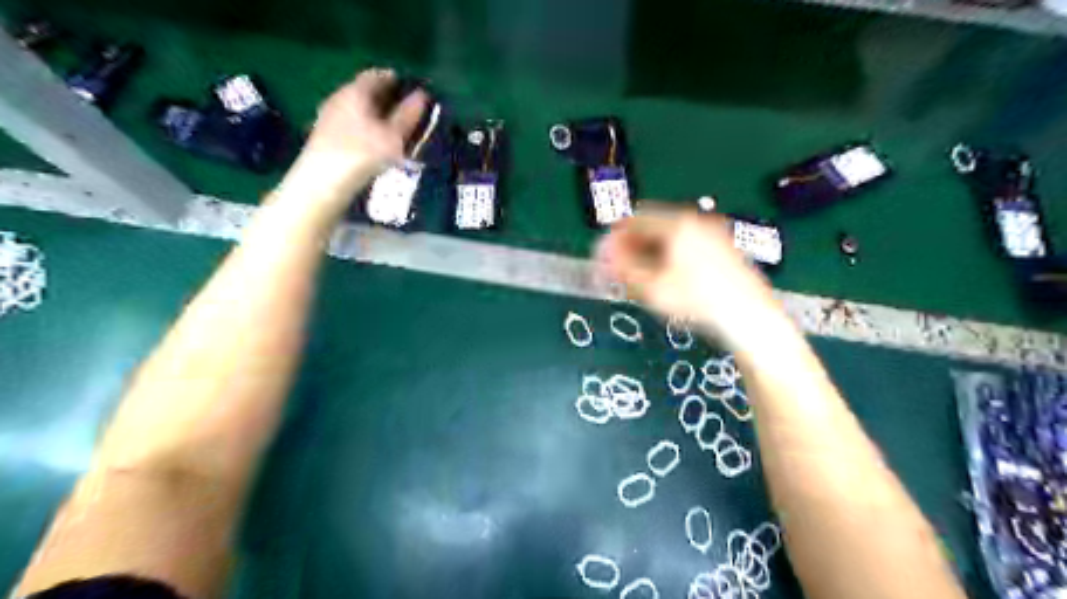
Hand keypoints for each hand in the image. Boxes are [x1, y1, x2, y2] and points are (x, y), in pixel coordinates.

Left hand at [278, 68, 426, 218]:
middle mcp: (339, 98)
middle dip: (386, 98)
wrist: (322, 184)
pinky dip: (365, 127)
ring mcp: (328, 117)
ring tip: (393, 129)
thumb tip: (422, 96)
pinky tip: (374, 142)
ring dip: (375, 115)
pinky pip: (350, 123)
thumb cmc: (362, 155)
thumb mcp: (393, 137)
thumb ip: (408, 115)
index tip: (412, 88)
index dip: (395, 79)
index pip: (376, 75)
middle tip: (406, 109)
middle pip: (365, 91)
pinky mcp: (324, 137)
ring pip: (357, 109)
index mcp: (355, 92)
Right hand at [597, 204, 786, 347]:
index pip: (635, 219)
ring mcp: (713, 233)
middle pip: (654, 226)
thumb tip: (603, 252)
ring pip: (671, 236)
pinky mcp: (724, 248)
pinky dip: (671, 256)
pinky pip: (687, 244)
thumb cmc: (695, 299)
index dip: (615, 237)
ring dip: (651, 252)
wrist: (748, 316)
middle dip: (633, 246)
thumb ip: (622, 266)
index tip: (605, 257)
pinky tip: (669, 278)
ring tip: (643, 278)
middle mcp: (696, 220)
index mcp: (678, 223)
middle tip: (622, 270)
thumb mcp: (652, 286)